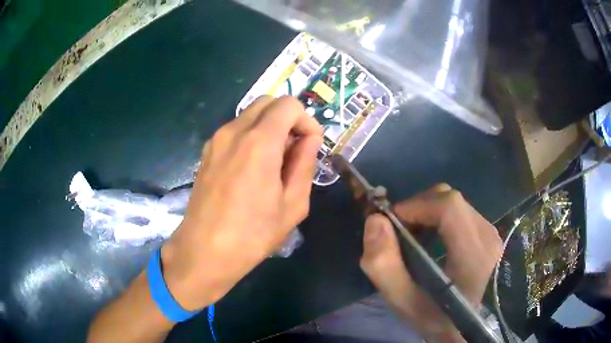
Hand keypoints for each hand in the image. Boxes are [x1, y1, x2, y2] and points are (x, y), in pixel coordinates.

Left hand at [161, 96, 322, 310]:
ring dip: (270, 126)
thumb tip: (310, 139)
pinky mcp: (207, 151)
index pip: (289, 105)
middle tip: (296, 149)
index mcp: (259, 142)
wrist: (204, 252)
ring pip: (250, 114)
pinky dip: (252, 135)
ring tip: (276, 160)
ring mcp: (216, 139)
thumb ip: (305, 164)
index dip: (307, 121)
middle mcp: (234, 131)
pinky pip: (235, 129)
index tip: (311, 146)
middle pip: (268, 102)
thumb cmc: (252, 235)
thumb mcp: (292, 205)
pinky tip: (253, 166)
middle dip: (289, 118)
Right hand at [359, 184, 502, 341]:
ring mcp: (491, 233)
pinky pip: (461, 212)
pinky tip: (430, 239)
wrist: (468, 326)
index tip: (392, 222)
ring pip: (455, 204)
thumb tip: (375, 221)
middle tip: (399, 231)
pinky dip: (439, 218)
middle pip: (450, 200)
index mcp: (473, 255)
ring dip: (427, 212)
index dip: (416, 205)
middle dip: (418, 207)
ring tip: (413, 237)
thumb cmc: (436, 318)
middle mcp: (487, 236)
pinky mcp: (489, 234)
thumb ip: (384, 266)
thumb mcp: (403, 302)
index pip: (448, 207)